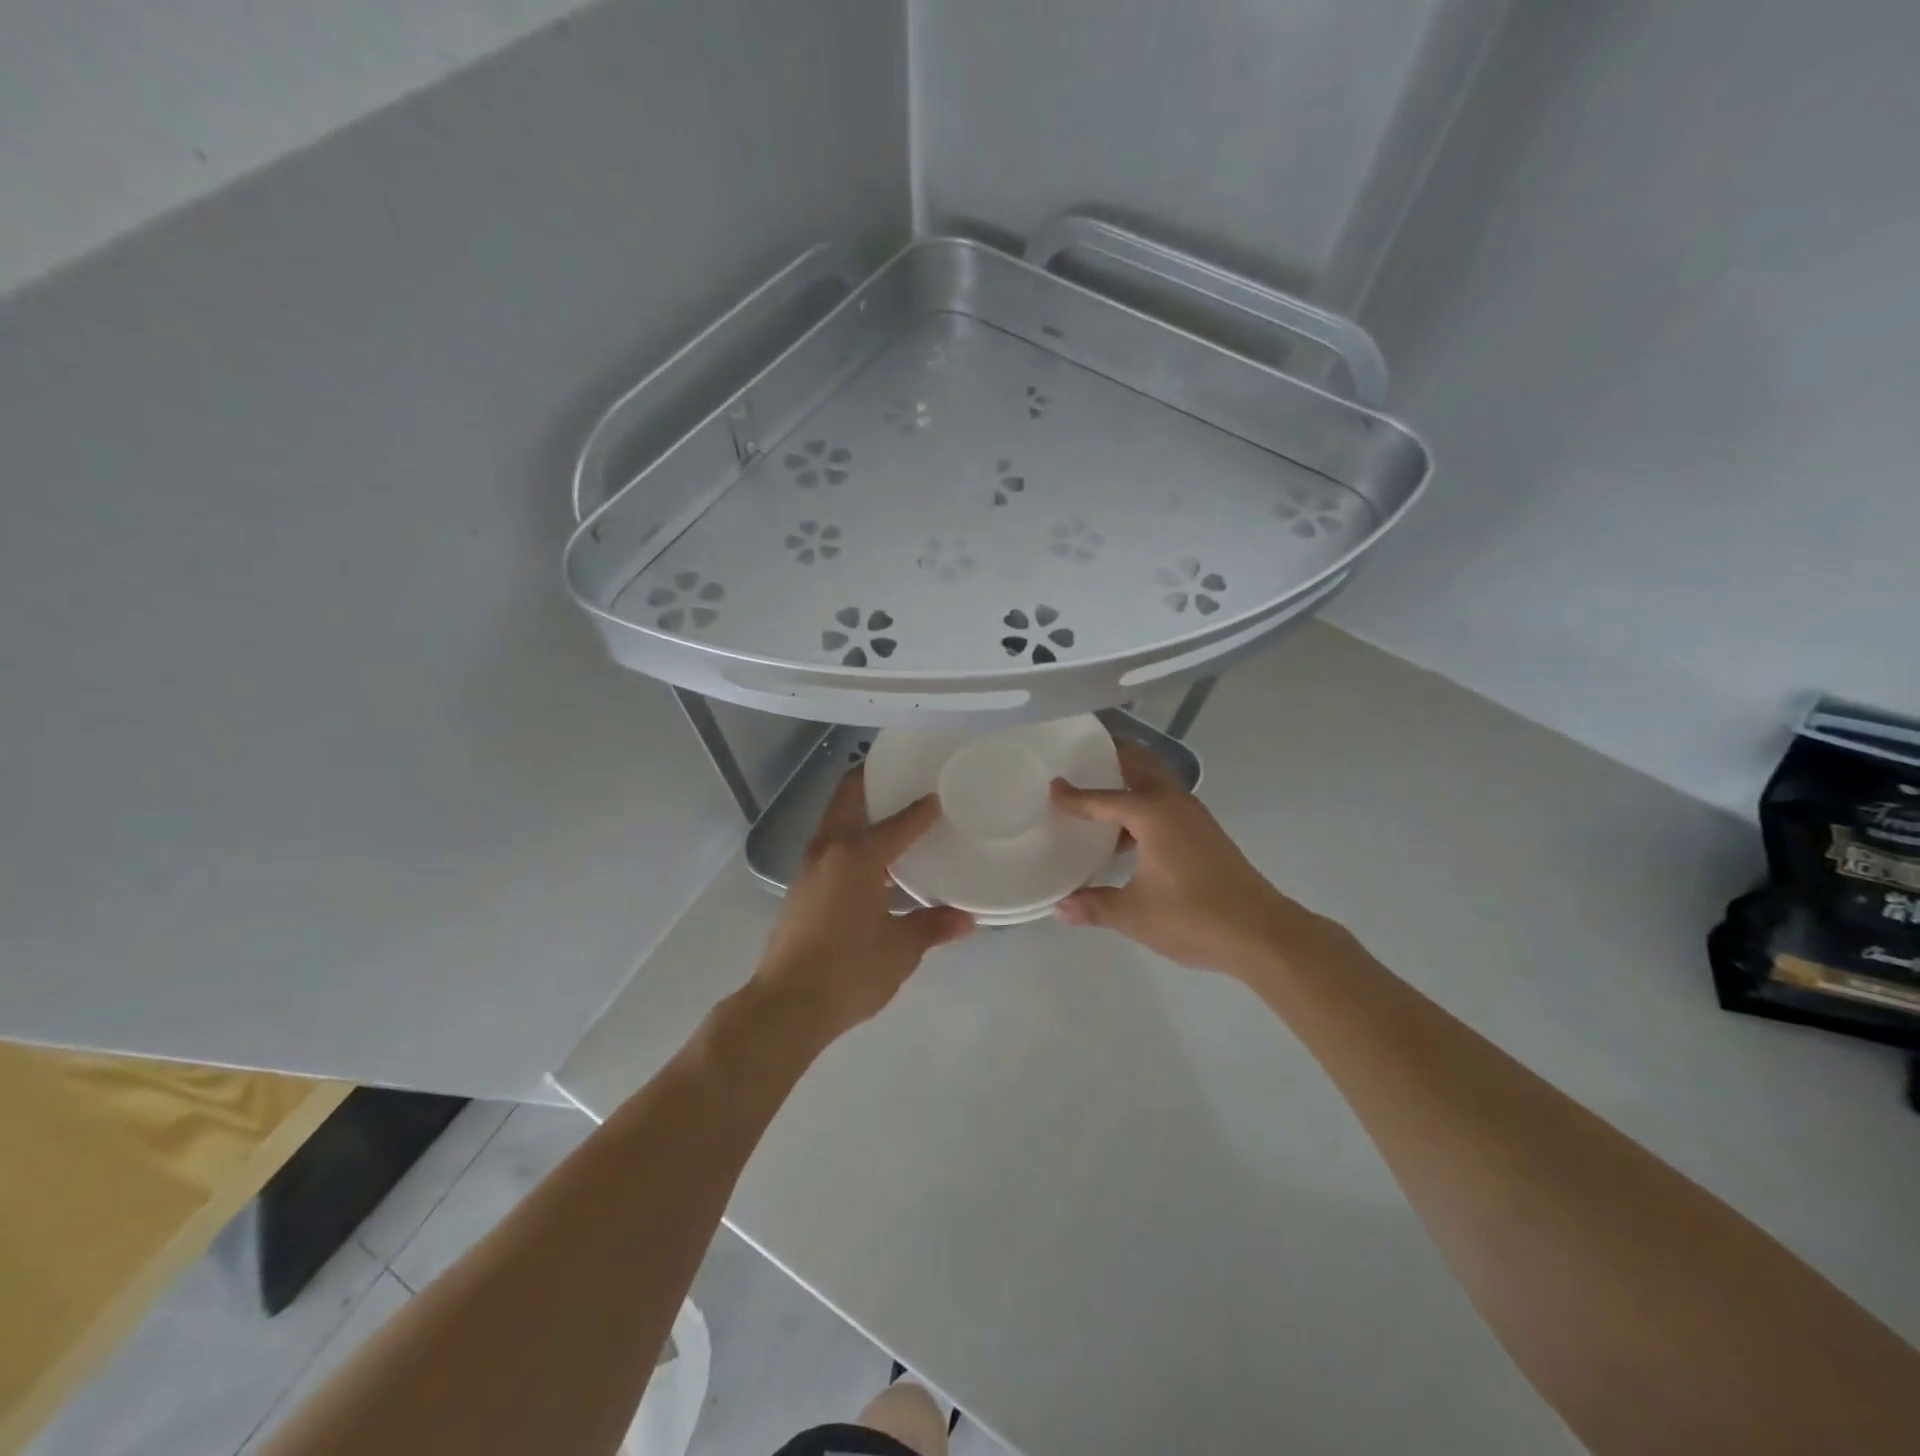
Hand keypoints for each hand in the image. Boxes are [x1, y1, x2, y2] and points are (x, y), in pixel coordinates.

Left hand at [755, 768, 973, 1038]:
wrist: (787, 1006)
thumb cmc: (849, 971)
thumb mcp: (900, 950)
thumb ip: (932, 927)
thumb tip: (966, 919)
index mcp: (857, 858)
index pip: (897, 824)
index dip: (921, 811)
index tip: (938, 796)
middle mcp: (829, 852)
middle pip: (846, 800)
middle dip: (866, 781)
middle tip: (894, 773)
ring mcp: (808, 870)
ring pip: (832, 823)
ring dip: (854, 810)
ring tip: (884, 813)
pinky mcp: (798, 891)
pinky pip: (826, 848)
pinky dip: (846, 839)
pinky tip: (866, 861)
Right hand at [1051, 741, 1323, 976]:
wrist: (1262, 932)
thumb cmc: (1193, 917)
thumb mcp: (1135, 915)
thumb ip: (1095, 906)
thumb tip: (1060, 908)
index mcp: (1152, 814)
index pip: (1103, 798)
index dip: (1075, 796)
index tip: (1052, 787)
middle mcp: (1174, 803)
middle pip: (1140, 765)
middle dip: (1113, 757)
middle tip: (1083, 760)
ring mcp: (1195, 816)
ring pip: (1158, 782)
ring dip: (1131, 779)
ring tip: (1101, 794)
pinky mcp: (1206, 832)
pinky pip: (1167, 802)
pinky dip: (1145, 803)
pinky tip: (1130, 835)